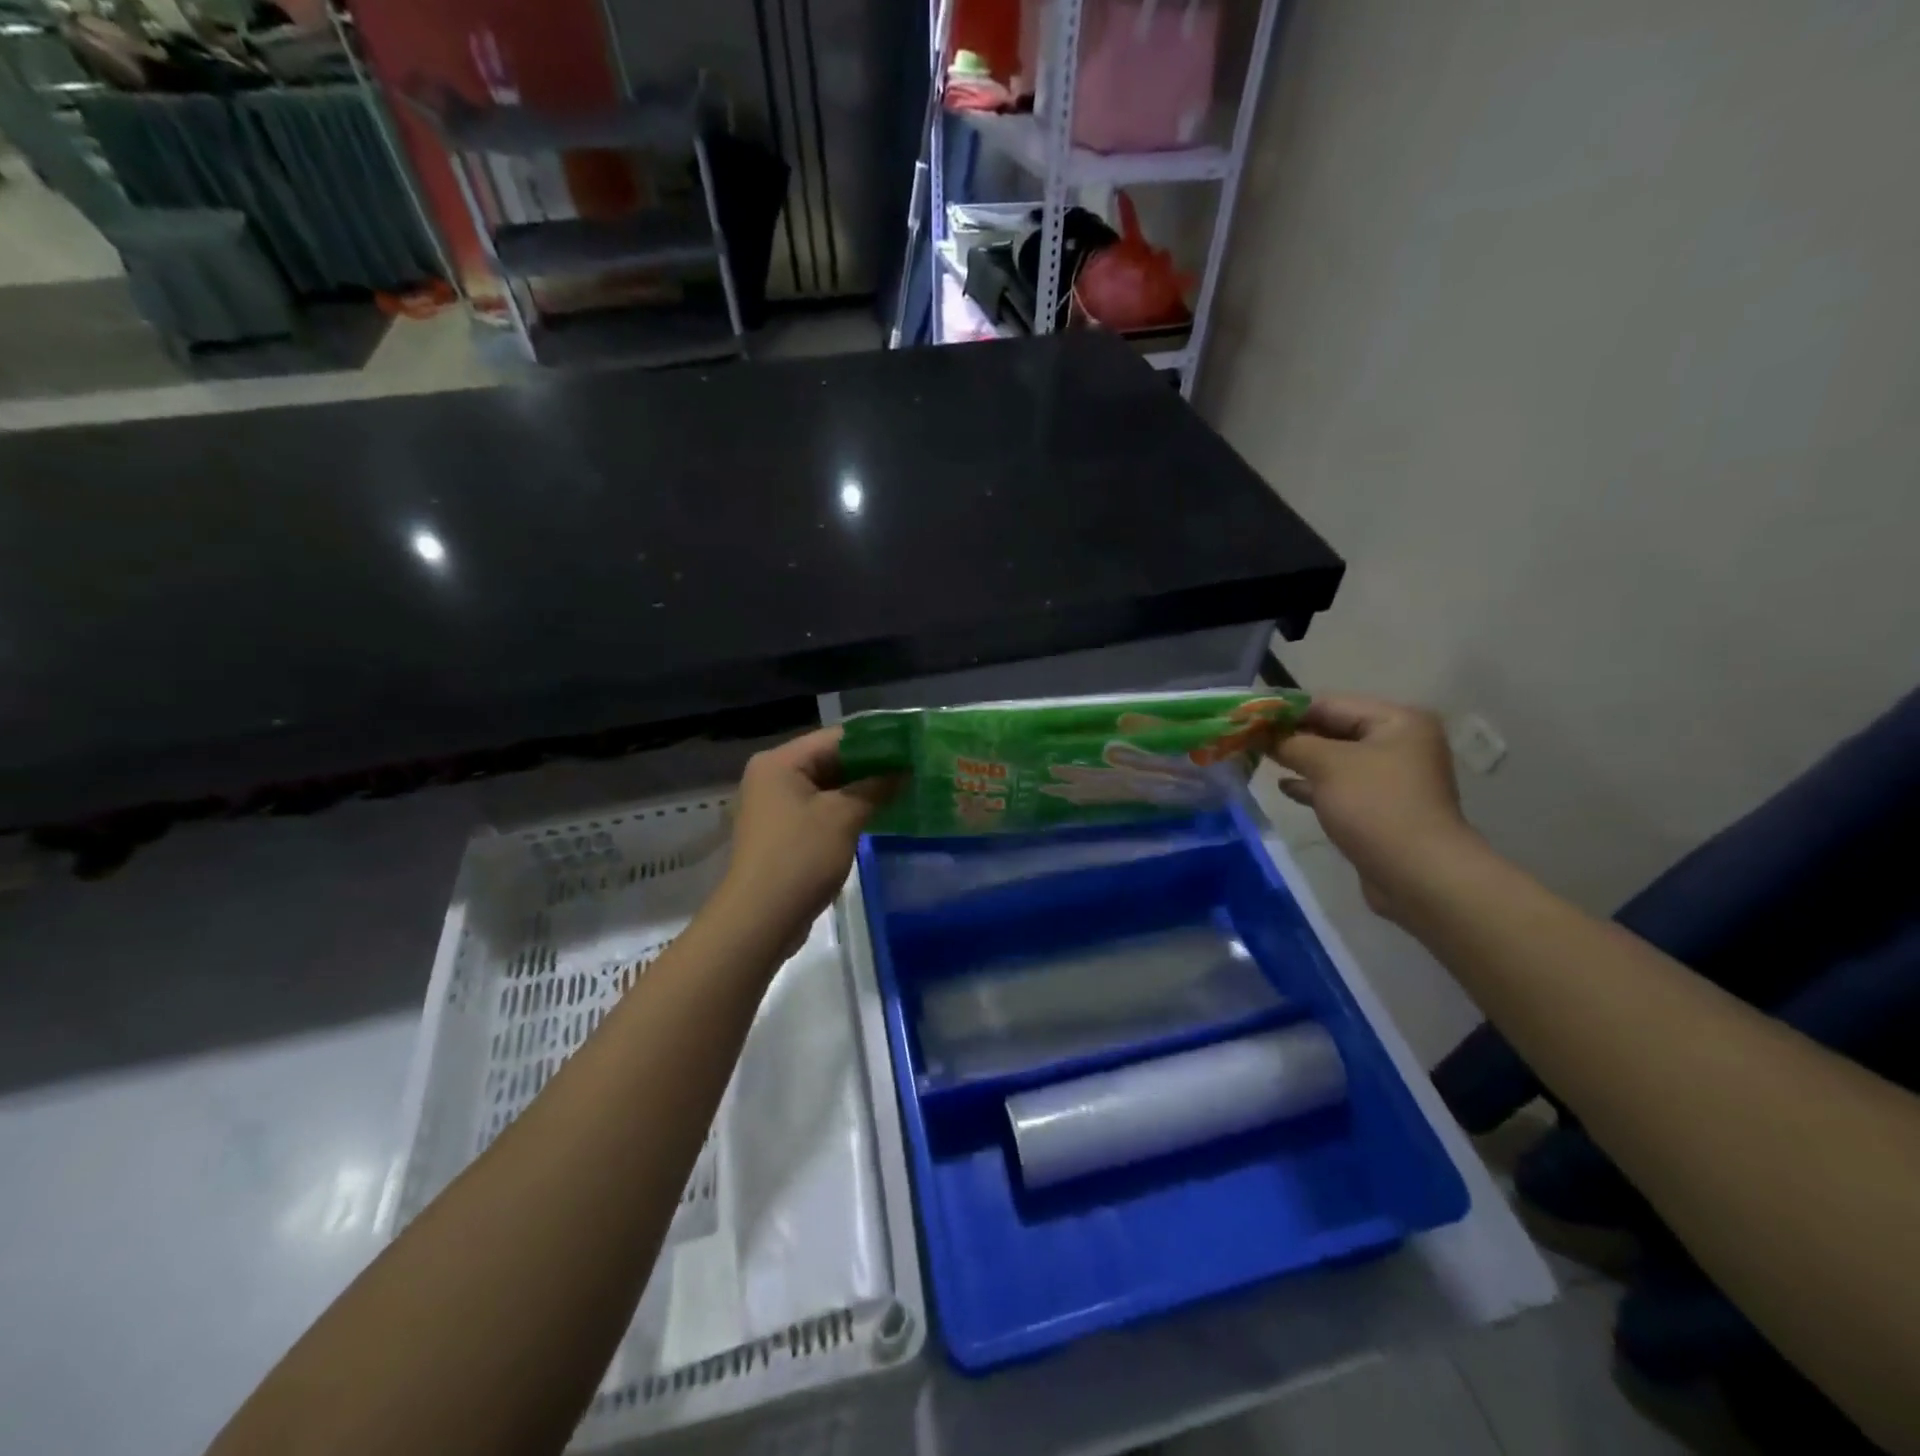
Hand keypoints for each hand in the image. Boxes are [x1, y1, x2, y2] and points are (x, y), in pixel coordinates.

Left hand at [712, 727, 895, 955]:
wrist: (760, 920)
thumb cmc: (800, 858)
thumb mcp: (844, 817)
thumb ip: (876, 787)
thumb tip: (905, 771)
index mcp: (780, 762)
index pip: (837, 737)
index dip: (878, 740)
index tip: (913, 746)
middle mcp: (773, 777)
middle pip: (831, 760)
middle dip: (872, 766)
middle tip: (915, 769)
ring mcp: (775, 806)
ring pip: (828, 787)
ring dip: (863, 789)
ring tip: (905, 789)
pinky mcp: (783, 832)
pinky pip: (821, 809)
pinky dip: (848, 810)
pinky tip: (880, 814)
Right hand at [1270, 696, 1476, 920]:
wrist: (1417, 874)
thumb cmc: (1374, 806)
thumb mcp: (1327, 764)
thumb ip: (1291, 743)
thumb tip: (1263, 735)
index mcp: (1397, 721)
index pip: (1330, 704)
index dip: (1287, 710)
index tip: (1250, 717)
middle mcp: (1399, 744)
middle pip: (1334, 729)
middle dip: (1292, 735)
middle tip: (1250, 738)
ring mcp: (1391, 778)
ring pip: (1335, 760)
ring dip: (1300, 760)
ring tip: (1261, 759)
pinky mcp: (1381, 808)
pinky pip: (1340, 787)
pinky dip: (1313, 785)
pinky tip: (1285, 787)